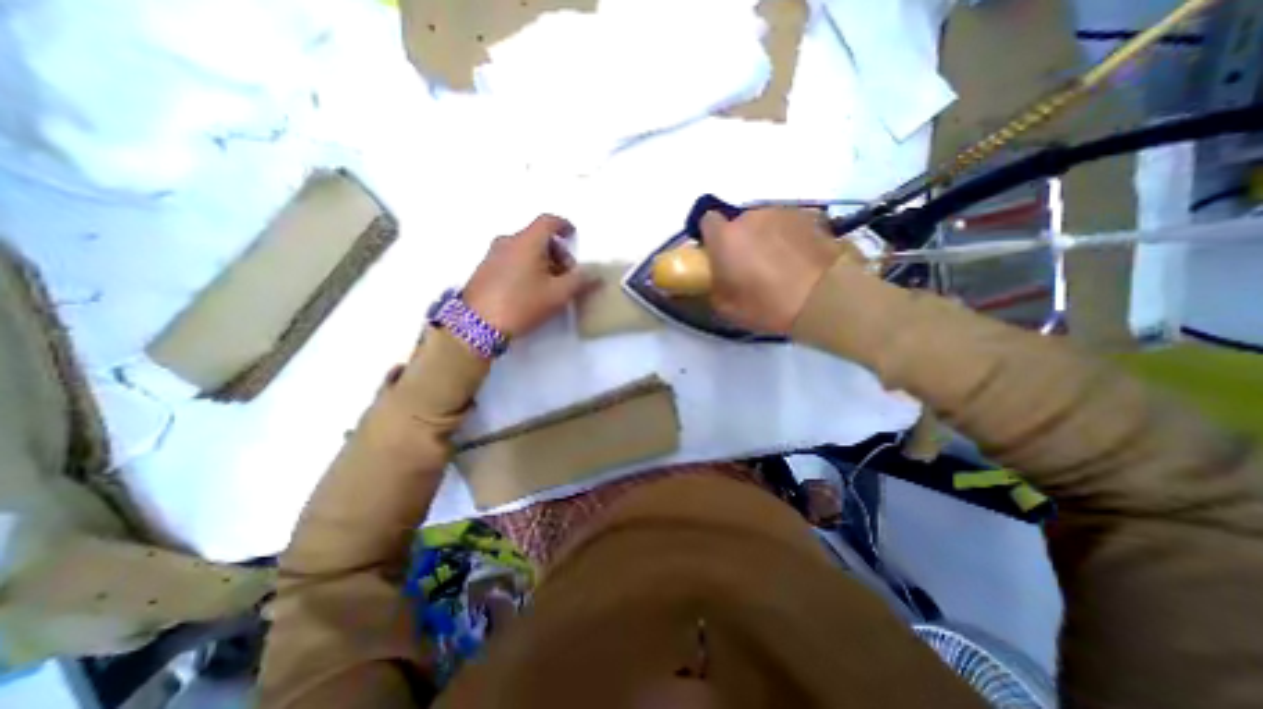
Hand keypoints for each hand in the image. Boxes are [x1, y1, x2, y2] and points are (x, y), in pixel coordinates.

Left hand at [462, 213, 600, 337]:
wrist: (477, 324)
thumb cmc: (522, 303)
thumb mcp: (558, 294)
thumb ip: (580, 281)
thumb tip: (595, 274)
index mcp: (527, 241)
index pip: (548, 222)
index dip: (564, 225)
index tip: (573, 235)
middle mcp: (508, 242)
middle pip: (537, 237)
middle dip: (556, 251)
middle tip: (567, 274)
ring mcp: (493, 255)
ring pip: (524, 249)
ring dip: (541, 260)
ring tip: (550, 285)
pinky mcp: (484, 269)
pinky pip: (512, 259)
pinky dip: (526, 266)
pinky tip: (530, 289)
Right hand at [705, 209, 851, 335]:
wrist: (823, 299)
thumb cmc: (768, 306)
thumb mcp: (726, 308)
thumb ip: (713, 286)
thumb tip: (716, 279)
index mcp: (725, 238)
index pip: (707, 221)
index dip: (711, 237)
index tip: (718, 256)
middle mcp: (750, 217)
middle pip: (738, 223)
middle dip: (740, 240)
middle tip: (750, 266)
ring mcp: (782, 213)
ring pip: (764, 222)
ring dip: (765, 237)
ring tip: (779, 263)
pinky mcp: (809, 216)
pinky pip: (788, 224)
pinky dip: (788, 237)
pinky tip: (798, 258)